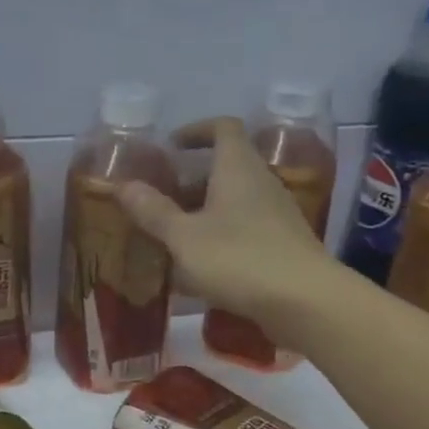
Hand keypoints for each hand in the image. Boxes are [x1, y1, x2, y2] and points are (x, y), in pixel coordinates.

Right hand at [117, 117, 338, 334]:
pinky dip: (221, 236)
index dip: (196, 130)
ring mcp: (277, 214)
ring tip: (174, 234)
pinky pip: (245, 228)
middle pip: (226, 166)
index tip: (171, 146)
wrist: (305, 301)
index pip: (222, 128)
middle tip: (161, 197)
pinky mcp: (283, 245)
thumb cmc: (239, 259)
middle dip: (192, 179)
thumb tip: (124, 185)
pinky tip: (201, 266)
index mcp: (237, 168)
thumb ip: (154, 212)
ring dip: (205, 210)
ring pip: (235, 200)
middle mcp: (261, 182)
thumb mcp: (184, 237)